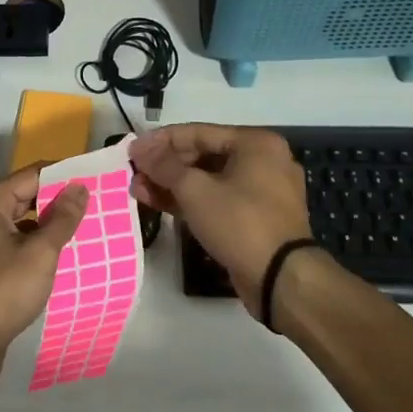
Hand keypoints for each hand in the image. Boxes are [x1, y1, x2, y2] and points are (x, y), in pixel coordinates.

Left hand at [0, 168, 88, 389]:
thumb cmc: (3, 291)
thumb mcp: (40, 252)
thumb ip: (62, 218)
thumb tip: (79, 187)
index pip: (32, 175)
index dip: (64, 175)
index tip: (95, 179)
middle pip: (24, 194)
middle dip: (58, 200)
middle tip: (95, 204)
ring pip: (20, 220)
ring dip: (48, 223)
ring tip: (85, 227)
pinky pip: (14, 240)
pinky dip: (35, 243)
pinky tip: (60, 253)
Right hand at [130, 124, 318, 312]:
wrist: (281, 279)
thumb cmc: (240, 222)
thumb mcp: (195, 190)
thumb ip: (164, 165)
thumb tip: (138, 147)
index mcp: (255, 143)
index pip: (198, 132)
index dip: (160, 141)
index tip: (131, 150)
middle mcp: (262, 161)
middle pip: (203, 155)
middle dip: (165, 167)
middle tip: (134, 174)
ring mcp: (261, 191)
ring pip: (208, 180)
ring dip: (173, 185)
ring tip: (139, 191)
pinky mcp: (256, 217)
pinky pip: (218, 199)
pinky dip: (191, 201)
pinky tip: (159, 204)